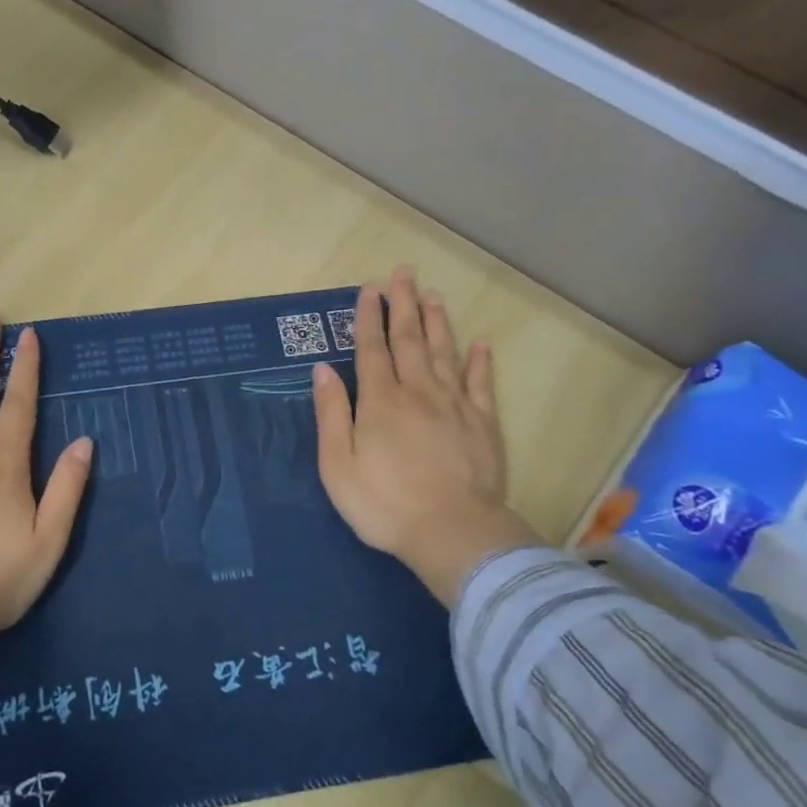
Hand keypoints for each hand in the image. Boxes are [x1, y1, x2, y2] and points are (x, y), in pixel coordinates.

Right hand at [312, 267, 540, 605]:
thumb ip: (331, 414)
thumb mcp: (338, 466)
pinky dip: (480, 360)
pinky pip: (481, 383)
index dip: (369, 318)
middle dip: (402, 305)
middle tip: (402, 273)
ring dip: (437, 322)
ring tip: (432, 295)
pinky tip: (480, 342)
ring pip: (444, 353)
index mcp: (380, 402)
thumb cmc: (384, 504)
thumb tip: (322, 370)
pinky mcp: (483, 424)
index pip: (372, 350)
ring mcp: (455, 405)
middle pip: (409, 340)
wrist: (452, 533)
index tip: (369, 288)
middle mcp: (418, 392)